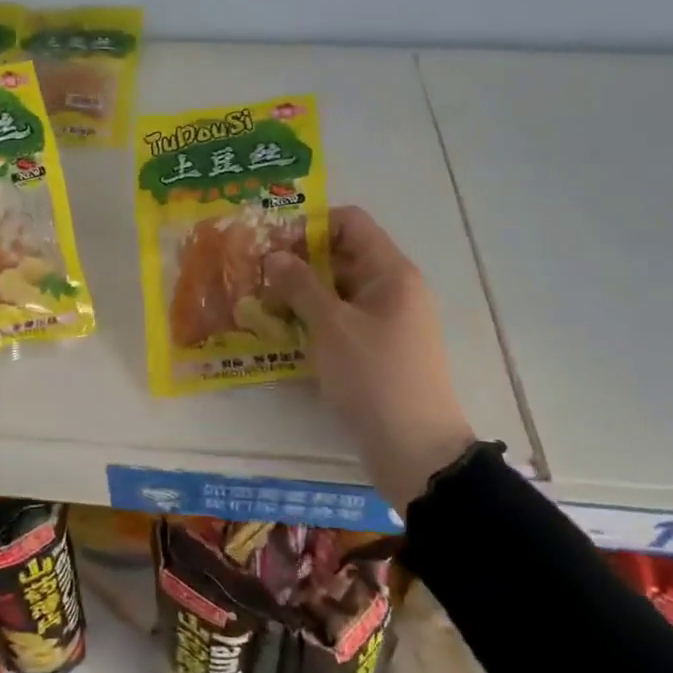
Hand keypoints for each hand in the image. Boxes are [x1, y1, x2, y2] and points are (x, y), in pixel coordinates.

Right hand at [264, 207, 475, 511]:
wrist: (415, 450)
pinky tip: (283, 331)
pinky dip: (315, 318)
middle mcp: (393, 289)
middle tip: (257, 274)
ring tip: (262, 302)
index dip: (311, 225)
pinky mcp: (377, 349)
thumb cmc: (374, 376)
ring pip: (339, 289)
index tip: (273, 243)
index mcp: (391, 272)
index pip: (351, 223)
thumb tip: (274, 256)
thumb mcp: (331, 326)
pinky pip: (342, 319)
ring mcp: (387, 320)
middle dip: (299, 260)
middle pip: (343, 255)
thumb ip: (300, 285)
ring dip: (303, 291)